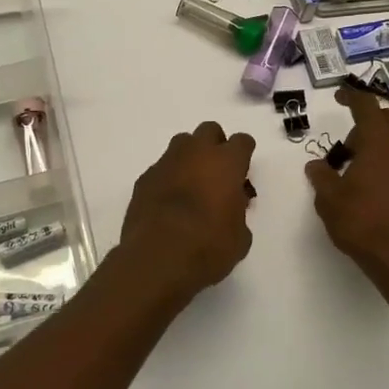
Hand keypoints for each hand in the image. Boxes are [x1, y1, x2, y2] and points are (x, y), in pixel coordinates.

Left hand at [116, 121, 256, 294]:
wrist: (158, 258)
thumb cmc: (208, 247)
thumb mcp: (240, 236)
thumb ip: (239, 212)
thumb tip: (232, 206)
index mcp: (227, 162)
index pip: (242, 141)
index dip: (244, 155)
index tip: (243, 173)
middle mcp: (196, 153)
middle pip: (209, 130)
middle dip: (215, 146)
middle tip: (217, 173)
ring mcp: (167, 162)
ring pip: (182, 143)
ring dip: (190, 157)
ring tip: (192, 185)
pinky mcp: (144, 178)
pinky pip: (161, 168)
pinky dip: (168, 178)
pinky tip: (168, 202)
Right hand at [306, 85, 388, 287]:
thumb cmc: (363, 223)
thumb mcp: (329, 200)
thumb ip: (321, 176)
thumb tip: (316, 165)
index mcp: (379, 139)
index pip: (365, 105)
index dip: (350, 97)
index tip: (339, 97)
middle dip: (368, 124)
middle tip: (350, 149)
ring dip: (387, 142)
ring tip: (369, 167)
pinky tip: (388, 185)